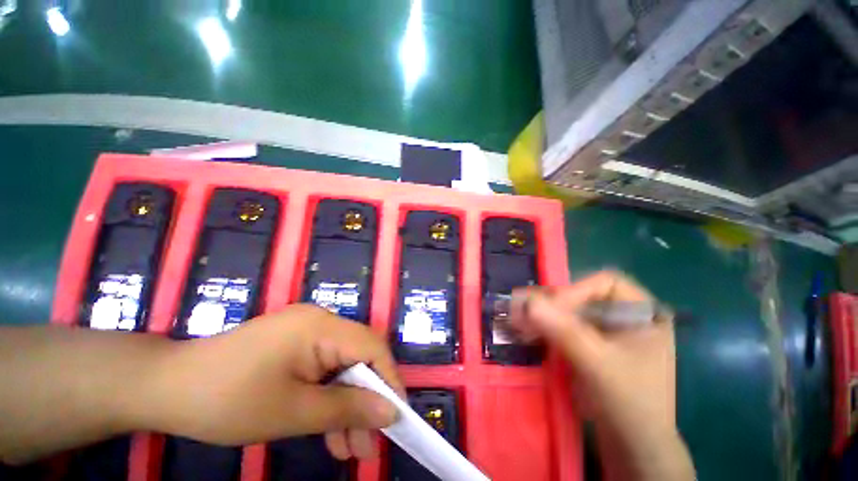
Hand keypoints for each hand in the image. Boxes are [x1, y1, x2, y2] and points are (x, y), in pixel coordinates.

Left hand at [131, 305, 402, 460]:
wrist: (166, 387)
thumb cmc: (227, 400)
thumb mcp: (292, 412)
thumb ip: (347, 410)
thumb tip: (391, 412)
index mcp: (321, 327)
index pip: (372, 346)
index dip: (389, 379)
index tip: (397, 417)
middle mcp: (320, 322)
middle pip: (358, 358)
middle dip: (366, 401)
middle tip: (369, 446)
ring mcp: (307, 332)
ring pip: (342, 368)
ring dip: (347, 406)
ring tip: (350, 450)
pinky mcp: (295, 345)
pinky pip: (324, 370)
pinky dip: (328, 399)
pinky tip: (329, 432)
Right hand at [511, 271, 693, 480]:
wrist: (633, 446)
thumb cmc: (630, 403)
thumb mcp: (599, 365)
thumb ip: (564, 331)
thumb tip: (527, 302)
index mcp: (643, 313)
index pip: (605, 283)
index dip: (576, 291)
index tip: (550, 309)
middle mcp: (625, 316)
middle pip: (583, 296)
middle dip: (553, 304)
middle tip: (524, 310)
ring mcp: (607, 331)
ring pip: (570, 311)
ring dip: (544, 315)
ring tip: (518, 319)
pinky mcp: (591, 345)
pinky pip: (565, 327)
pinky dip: (546, 328)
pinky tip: (528, 331)